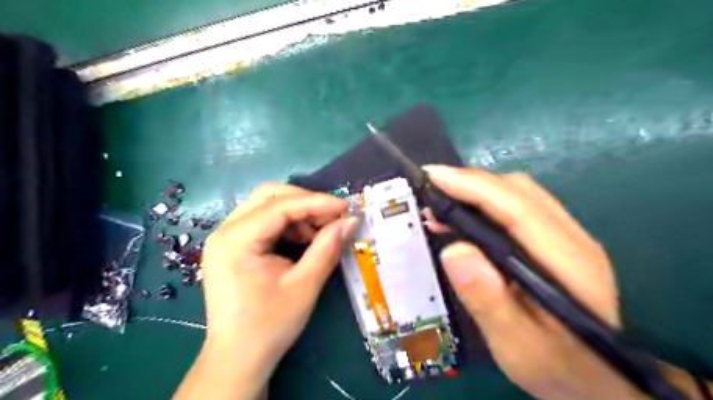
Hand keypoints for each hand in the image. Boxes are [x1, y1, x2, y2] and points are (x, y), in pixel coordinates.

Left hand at [174, 184, 356, 399]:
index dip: (317, 202)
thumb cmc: (269, 325)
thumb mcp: (305, 286)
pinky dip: (287, 224)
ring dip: (297, 213)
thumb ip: (327, 248)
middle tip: (331, 217)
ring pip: (266, 205)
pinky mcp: (232, 245)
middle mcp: (225, 230)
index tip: (346, 207)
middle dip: (305, 202)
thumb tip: (350, 220)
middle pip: (269, 196)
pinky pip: (263, 221)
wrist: (238, 358)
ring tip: (319, 232)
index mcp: (236, 240)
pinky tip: (302, 239)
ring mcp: (226, 237)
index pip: (281, 206)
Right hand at [422, 163, 641, 398]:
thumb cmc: (556, 367)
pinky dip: (483, 204)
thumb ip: (488, 300)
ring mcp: (567, 236)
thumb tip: (454, 251)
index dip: (473, 186)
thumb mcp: (516, 345)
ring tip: (439, 208)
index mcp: (568, 263)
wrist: (595, 380)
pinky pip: (516, 207)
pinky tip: (461, 221)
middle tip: (429, 195)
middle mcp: (572, 238)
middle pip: (517, 190)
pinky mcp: (554, 241)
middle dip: (469, 184)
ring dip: (474, 192)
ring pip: (517, 193)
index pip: (517, 207)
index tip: (433, 177)